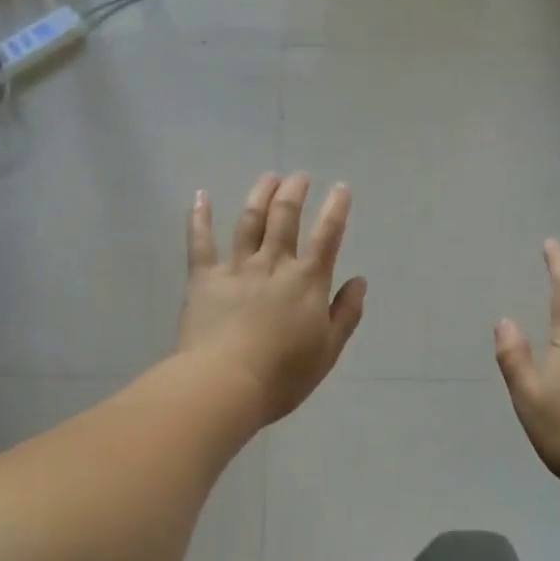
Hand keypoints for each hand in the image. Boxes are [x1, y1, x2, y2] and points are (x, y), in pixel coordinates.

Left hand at [177, 173, 366, 426]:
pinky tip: (201, 195)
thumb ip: (346, 313)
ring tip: (268, 177)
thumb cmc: (283, 374)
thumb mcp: (328, 350)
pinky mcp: (204, 278)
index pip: (327, 236)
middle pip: (285, 218)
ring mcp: (236, 267)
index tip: (341, 188)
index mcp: (307, 281)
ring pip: (250, 221)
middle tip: (299, 177)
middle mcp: (273, 264)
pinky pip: (200, 241)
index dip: (337, 209)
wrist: (226, 383)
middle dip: (294, 193)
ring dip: (260, 195)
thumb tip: (359, 281)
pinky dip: (200, 216)